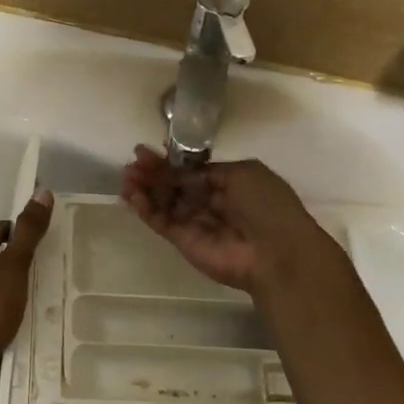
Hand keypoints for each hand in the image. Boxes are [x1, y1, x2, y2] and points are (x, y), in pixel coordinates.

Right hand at [120, 145, 348, 298]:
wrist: (276, 252)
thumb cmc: (267, 205)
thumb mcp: (241, 173)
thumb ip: (204, 170)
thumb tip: (179, 171)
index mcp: (228, 183)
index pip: (190, 170)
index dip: (169, 162)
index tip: (145, 151)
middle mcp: (210, 201)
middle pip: (173, 185)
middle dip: (152, 173)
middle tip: (132, 164)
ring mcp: (195, 222)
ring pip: (163, 202)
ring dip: (144, 189)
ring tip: (126, 179)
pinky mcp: (183, 241)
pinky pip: (161, 221)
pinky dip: (145, 209)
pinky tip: (133, 196)